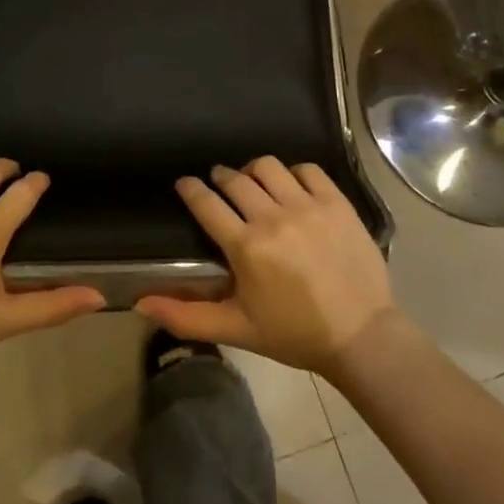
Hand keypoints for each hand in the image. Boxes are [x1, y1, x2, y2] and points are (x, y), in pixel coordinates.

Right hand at [137, 157, 399, 378]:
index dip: (190, 189)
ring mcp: (308, 207)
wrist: (362, 336)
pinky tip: (292, 189)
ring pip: (269, 167)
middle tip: (221, 186)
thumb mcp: (236, 329)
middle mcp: (273, 218)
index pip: (206, 203)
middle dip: (221, 178)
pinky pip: (308, 170)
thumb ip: (186, 316)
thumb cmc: (294, 334)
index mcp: (246, 247)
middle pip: (235, 179)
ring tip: (255, 184)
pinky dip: (294, 173)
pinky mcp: (337, 203)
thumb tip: (141, 304)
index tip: (185, 184)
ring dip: (254, 171)